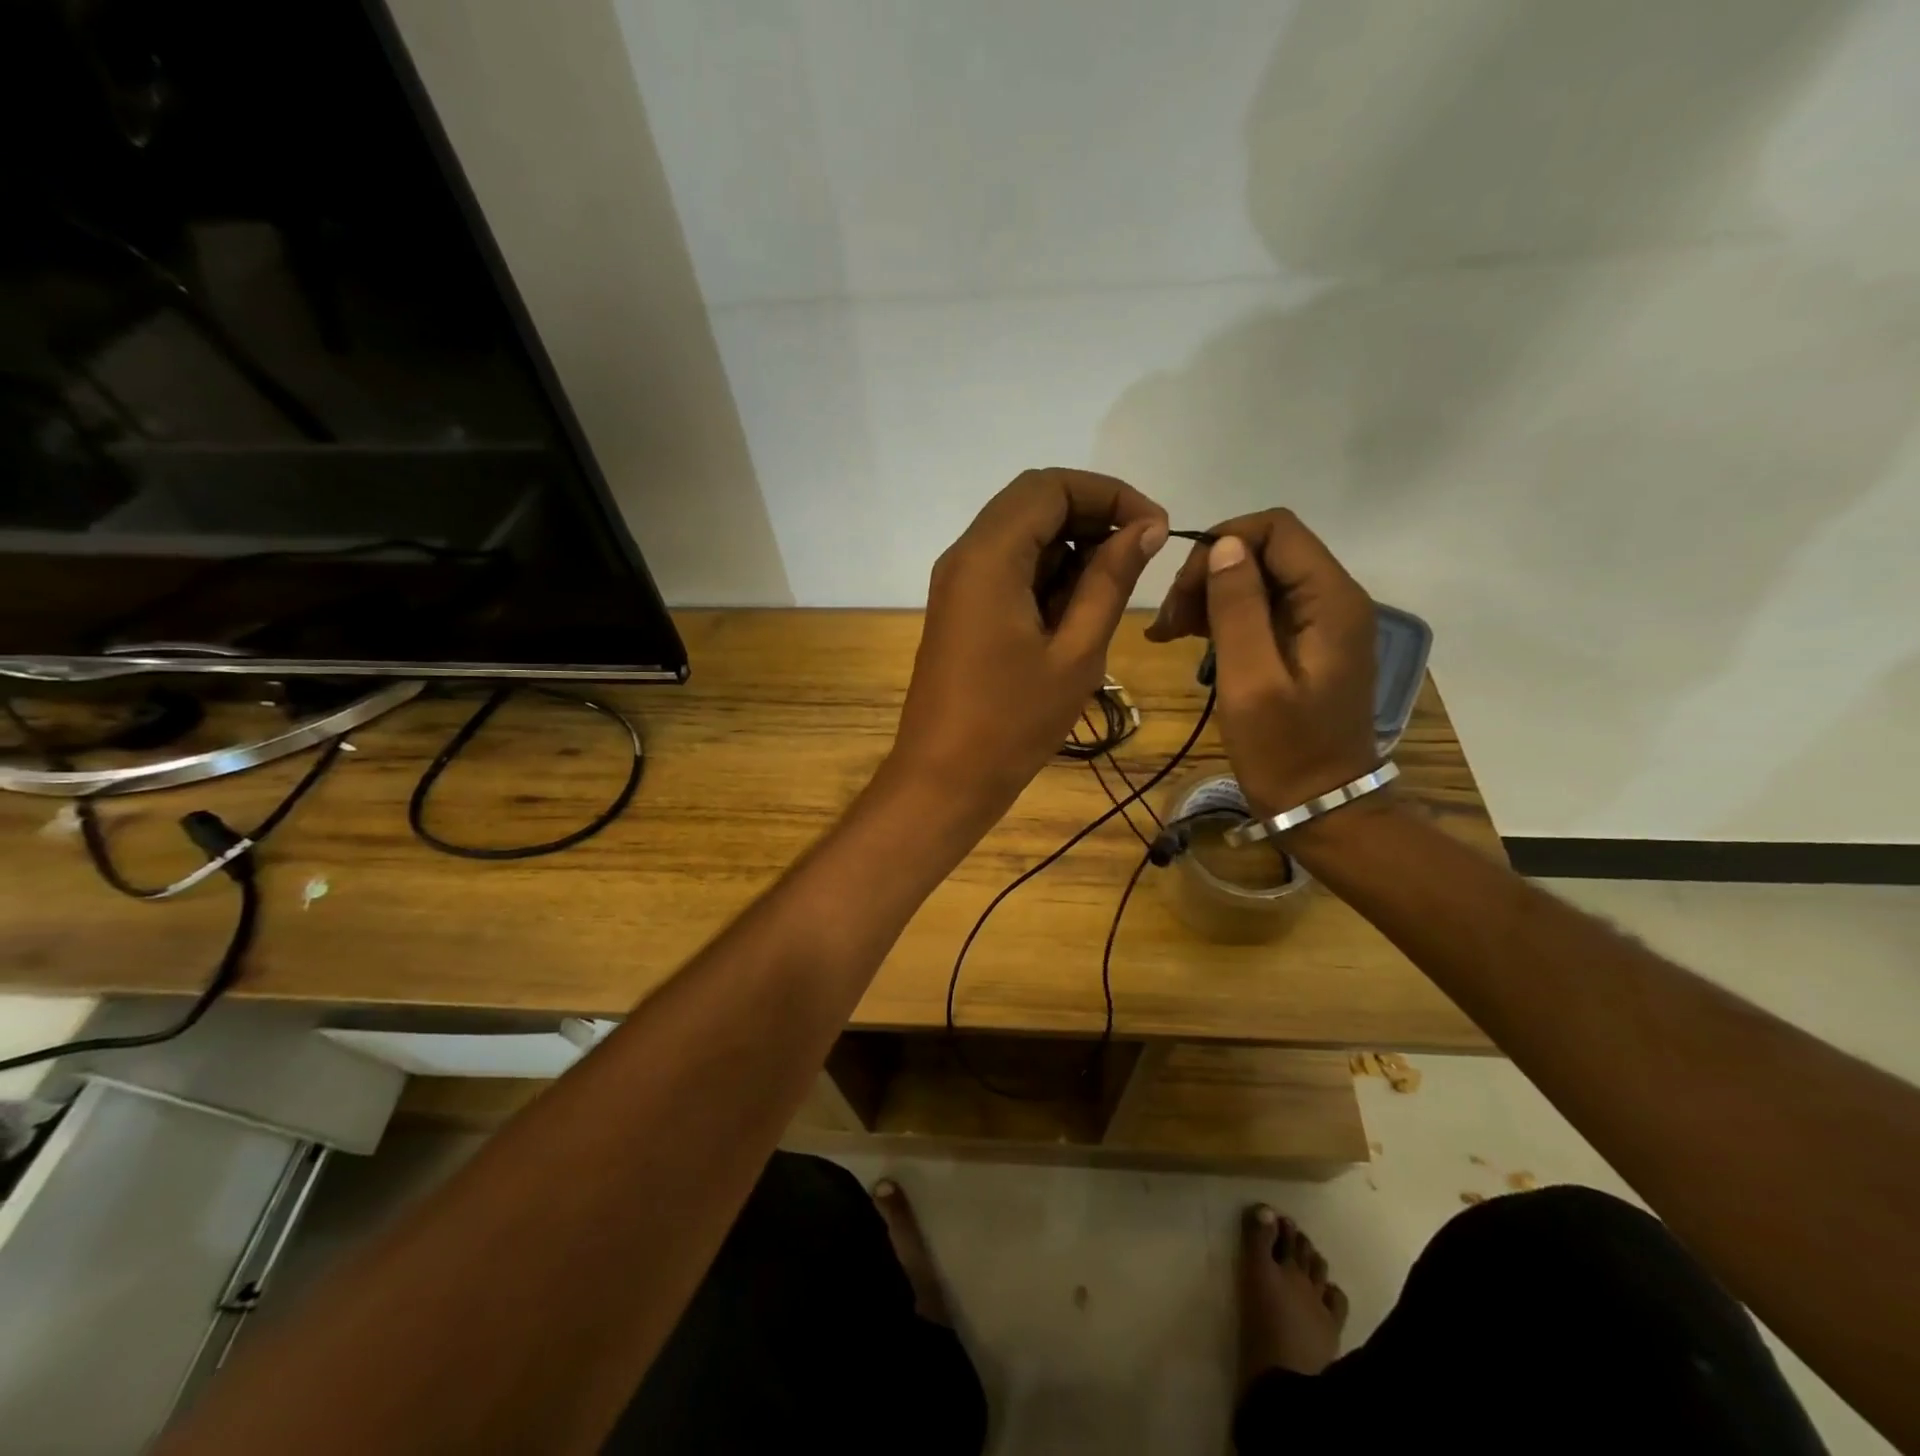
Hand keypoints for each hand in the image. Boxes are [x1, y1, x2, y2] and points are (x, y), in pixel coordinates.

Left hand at [889, 469, 1169, 820]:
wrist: (944, 779)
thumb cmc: (1013, 723)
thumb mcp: (1076, 651)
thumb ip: (1110, 581)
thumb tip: (1145, 527)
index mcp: (988, 557)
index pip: (1050, 486)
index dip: (1108, 494)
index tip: (1154, 529)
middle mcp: (965, 556)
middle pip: (1032, 503)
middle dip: (1092, 517)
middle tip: (1138, 557)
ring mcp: (958, 583)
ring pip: (1020, 536)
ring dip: (1070, 549)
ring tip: (1110, 594)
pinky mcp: (960, 609)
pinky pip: (1007, 569)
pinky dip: (1046, 575)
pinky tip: (1075, 614)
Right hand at [1146, 510, 1376, 815]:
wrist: (1321, 807)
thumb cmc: (1284, 751)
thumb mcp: (1251, 681)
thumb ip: (1238, 608)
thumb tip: (1223, 546)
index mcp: (1330, 600)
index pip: (1276, 529)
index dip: (1222, 544)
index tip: (1182, 591)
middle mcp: (1334, 599)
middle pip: (1266, 551)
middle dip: (1210, 575)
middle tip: (1169, 623)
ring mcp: (1322, 622)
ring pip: (1259, 578)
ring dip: (1211, 596)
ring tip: (1170, 634)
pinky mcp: (1307, 644)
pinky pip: (1262, 609)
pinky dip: (1223, 617)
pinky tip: (1192, 640)